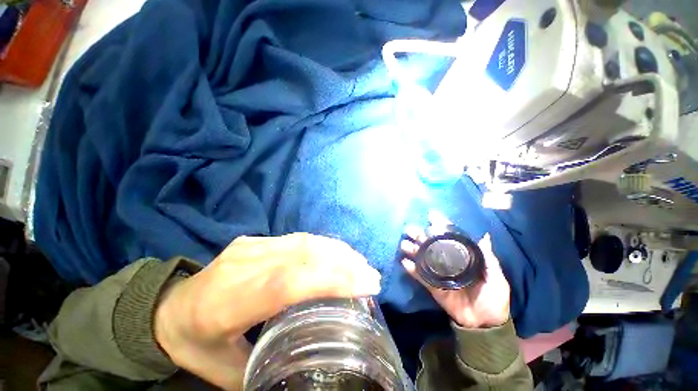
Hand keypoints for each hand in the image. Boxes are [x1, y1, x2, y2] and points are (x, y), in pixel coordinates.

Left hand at [154, 233, 380, 389]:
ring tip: (360, 263)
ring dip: (337, 250)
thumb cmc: (195, 344)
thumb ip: (265, 369)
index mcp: (227, 301)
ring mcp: (250, 245)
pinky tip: (339, 254)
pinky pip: (298, 238)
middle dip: (343, 263)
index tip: (366, 284)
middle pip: (302, 255)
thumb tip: (310, 366)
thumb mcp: (225, 371)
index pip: (287, 283)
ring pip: (303, 242)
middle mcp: (241, 264)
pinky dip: (324, 244)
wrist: (167, 308)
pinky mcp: (256, 239)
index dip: (330, 279)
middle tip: (371, 274)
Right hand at [400, 227, 509, 328]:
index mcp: (462, 257)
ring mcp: (438, 273)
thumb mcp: (496, 278)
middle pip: (432, 245)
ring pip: (422, 258)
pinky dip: (412, 269)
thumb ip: (489, 259)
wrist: (485, 324)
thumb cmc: (493, 298)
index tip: (432, 215)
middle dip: (420, 236)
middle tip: (410, 229)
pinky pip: (420, 276)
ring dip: (412, 250)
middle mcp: (448, 261)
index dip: (441, 225)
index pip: (450, 237)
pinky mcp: (432, 286)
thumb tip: (484, 236)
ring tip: (404, 245)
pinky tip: (405, 262)